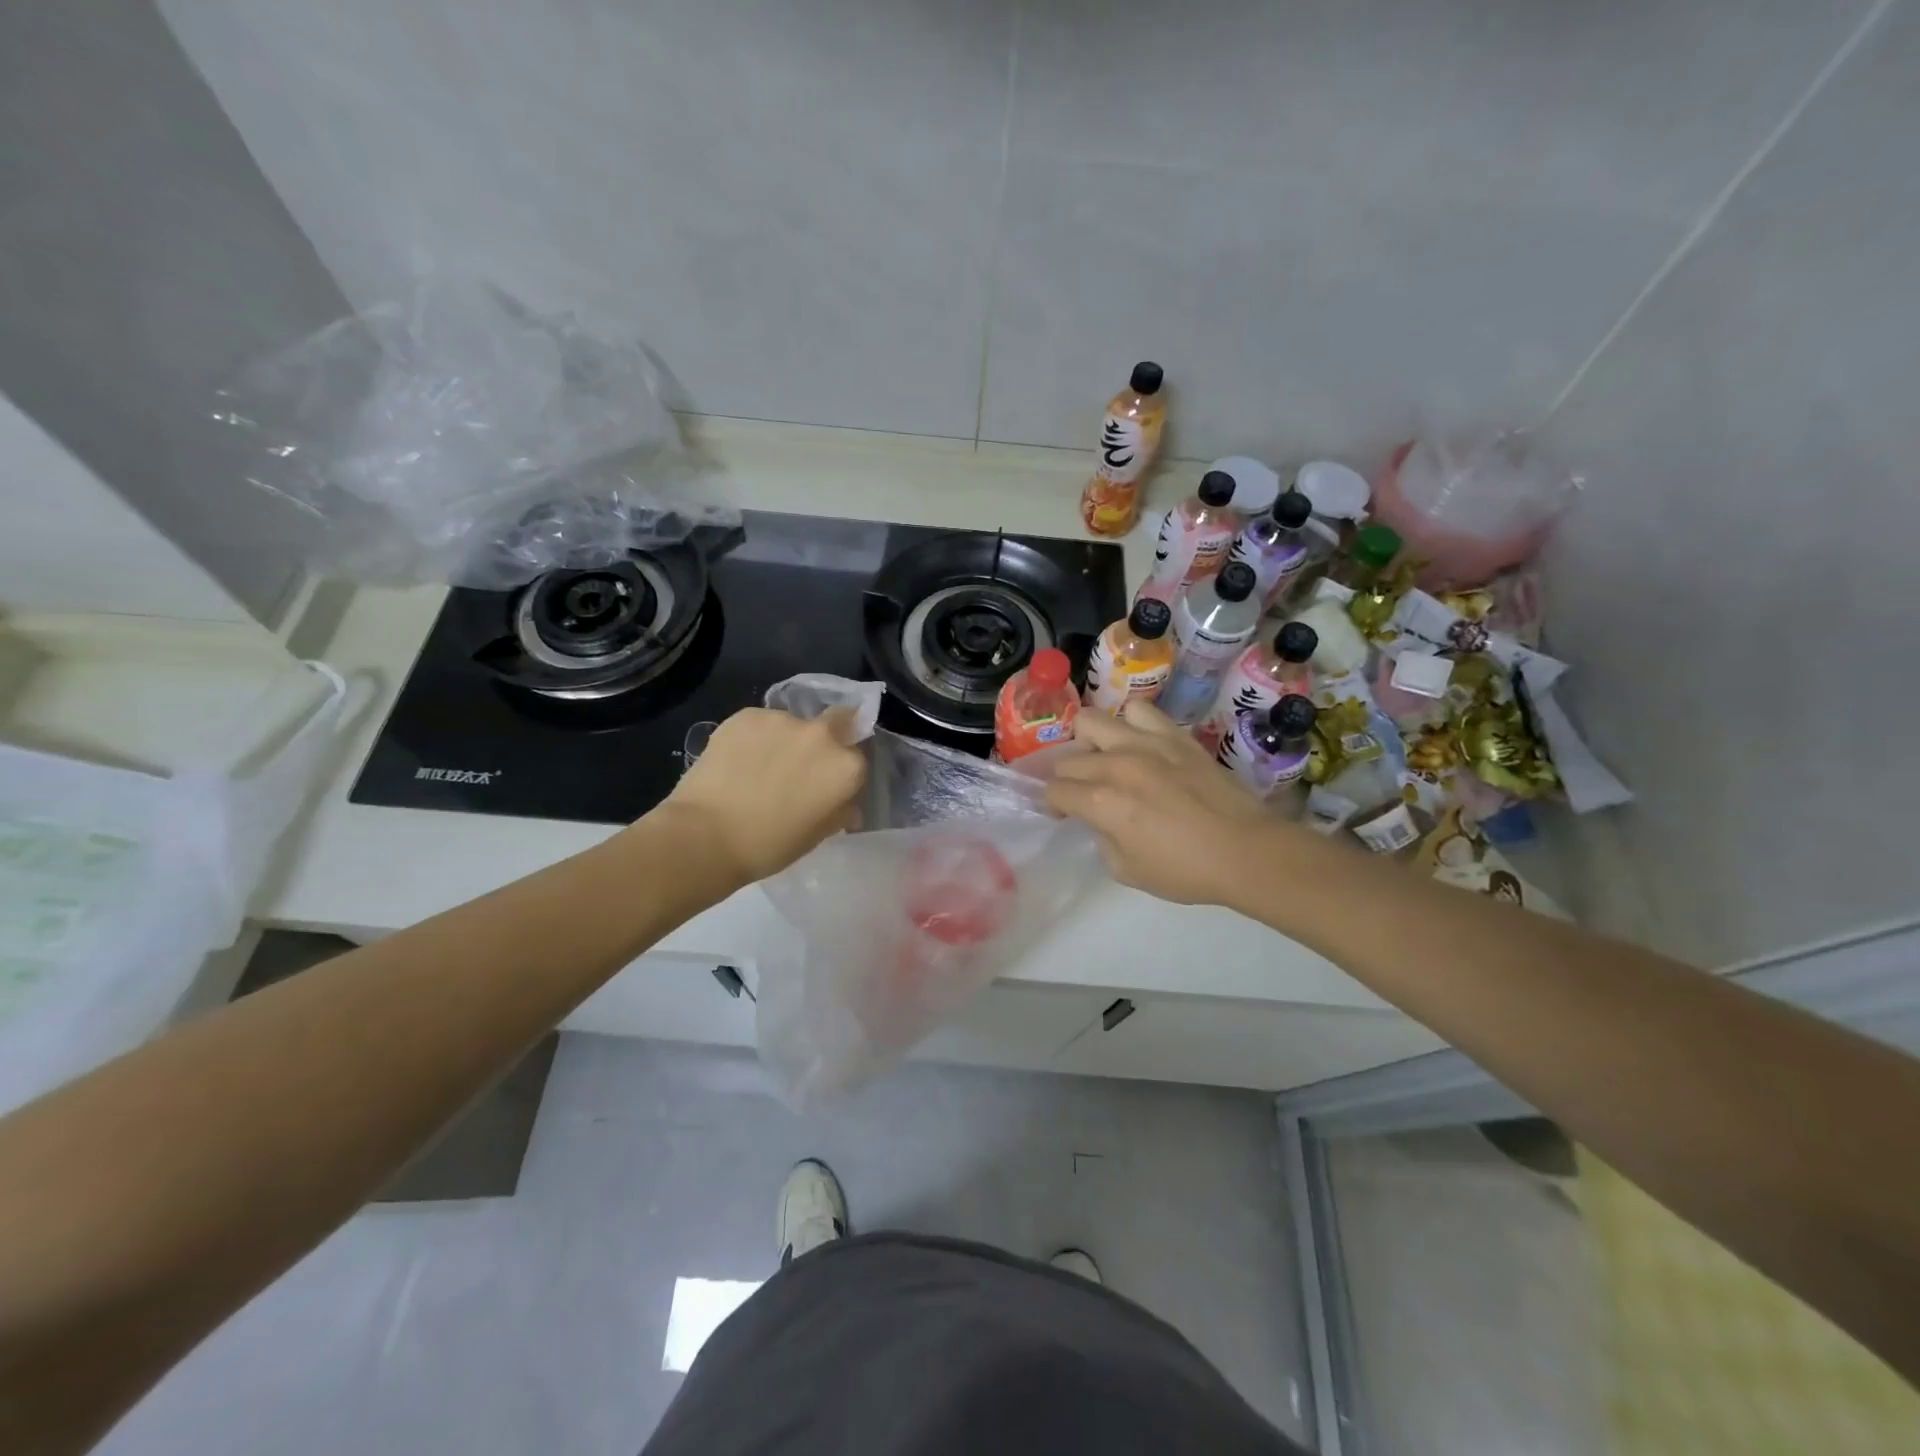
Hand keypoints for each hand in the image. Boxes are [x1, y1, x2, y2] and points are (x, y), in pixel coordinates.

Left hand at [654, 707, 865, 887]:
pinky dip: (756, 738)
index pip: (859, 758)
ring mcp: (783, 720)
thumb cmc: (769, 846)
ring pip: (795, 724)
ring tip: (761, 767)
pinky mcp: (747, 715)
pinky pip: (761, 724)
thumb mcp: (817, 836)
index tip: (829, 785)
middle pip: (839, 721)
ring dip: (787, 740)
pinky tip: (739, 762)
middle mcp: (821, 735)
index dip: (844, 771)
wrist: (705, 836)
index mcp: (846, 767)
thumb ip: (840, 812)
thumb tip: (847, 806)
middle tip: (804, 764)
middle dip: (830, 736)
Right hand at [1046, 700, 1301, 906]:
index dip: (1052, 804)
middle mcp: (1116, 765)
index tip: (1063, 813)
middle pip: (1068, 759)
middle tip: (1083, 793)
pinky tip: (1138, 742)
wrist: (1245, 851)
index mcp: (1102, 802)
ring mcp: (1145, 743)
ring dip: (1089, 742)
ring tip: (1104, 758)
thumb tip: (1100, 819)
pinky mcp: (1174, 735)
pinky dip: (1129, 723)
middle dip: (1067, 778)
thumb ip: (1102, 839)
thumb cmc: (1185, 870)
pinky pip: (1139, 711)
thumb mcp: (1127, 870)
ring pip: (1091, 721)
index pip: (1054, 791)